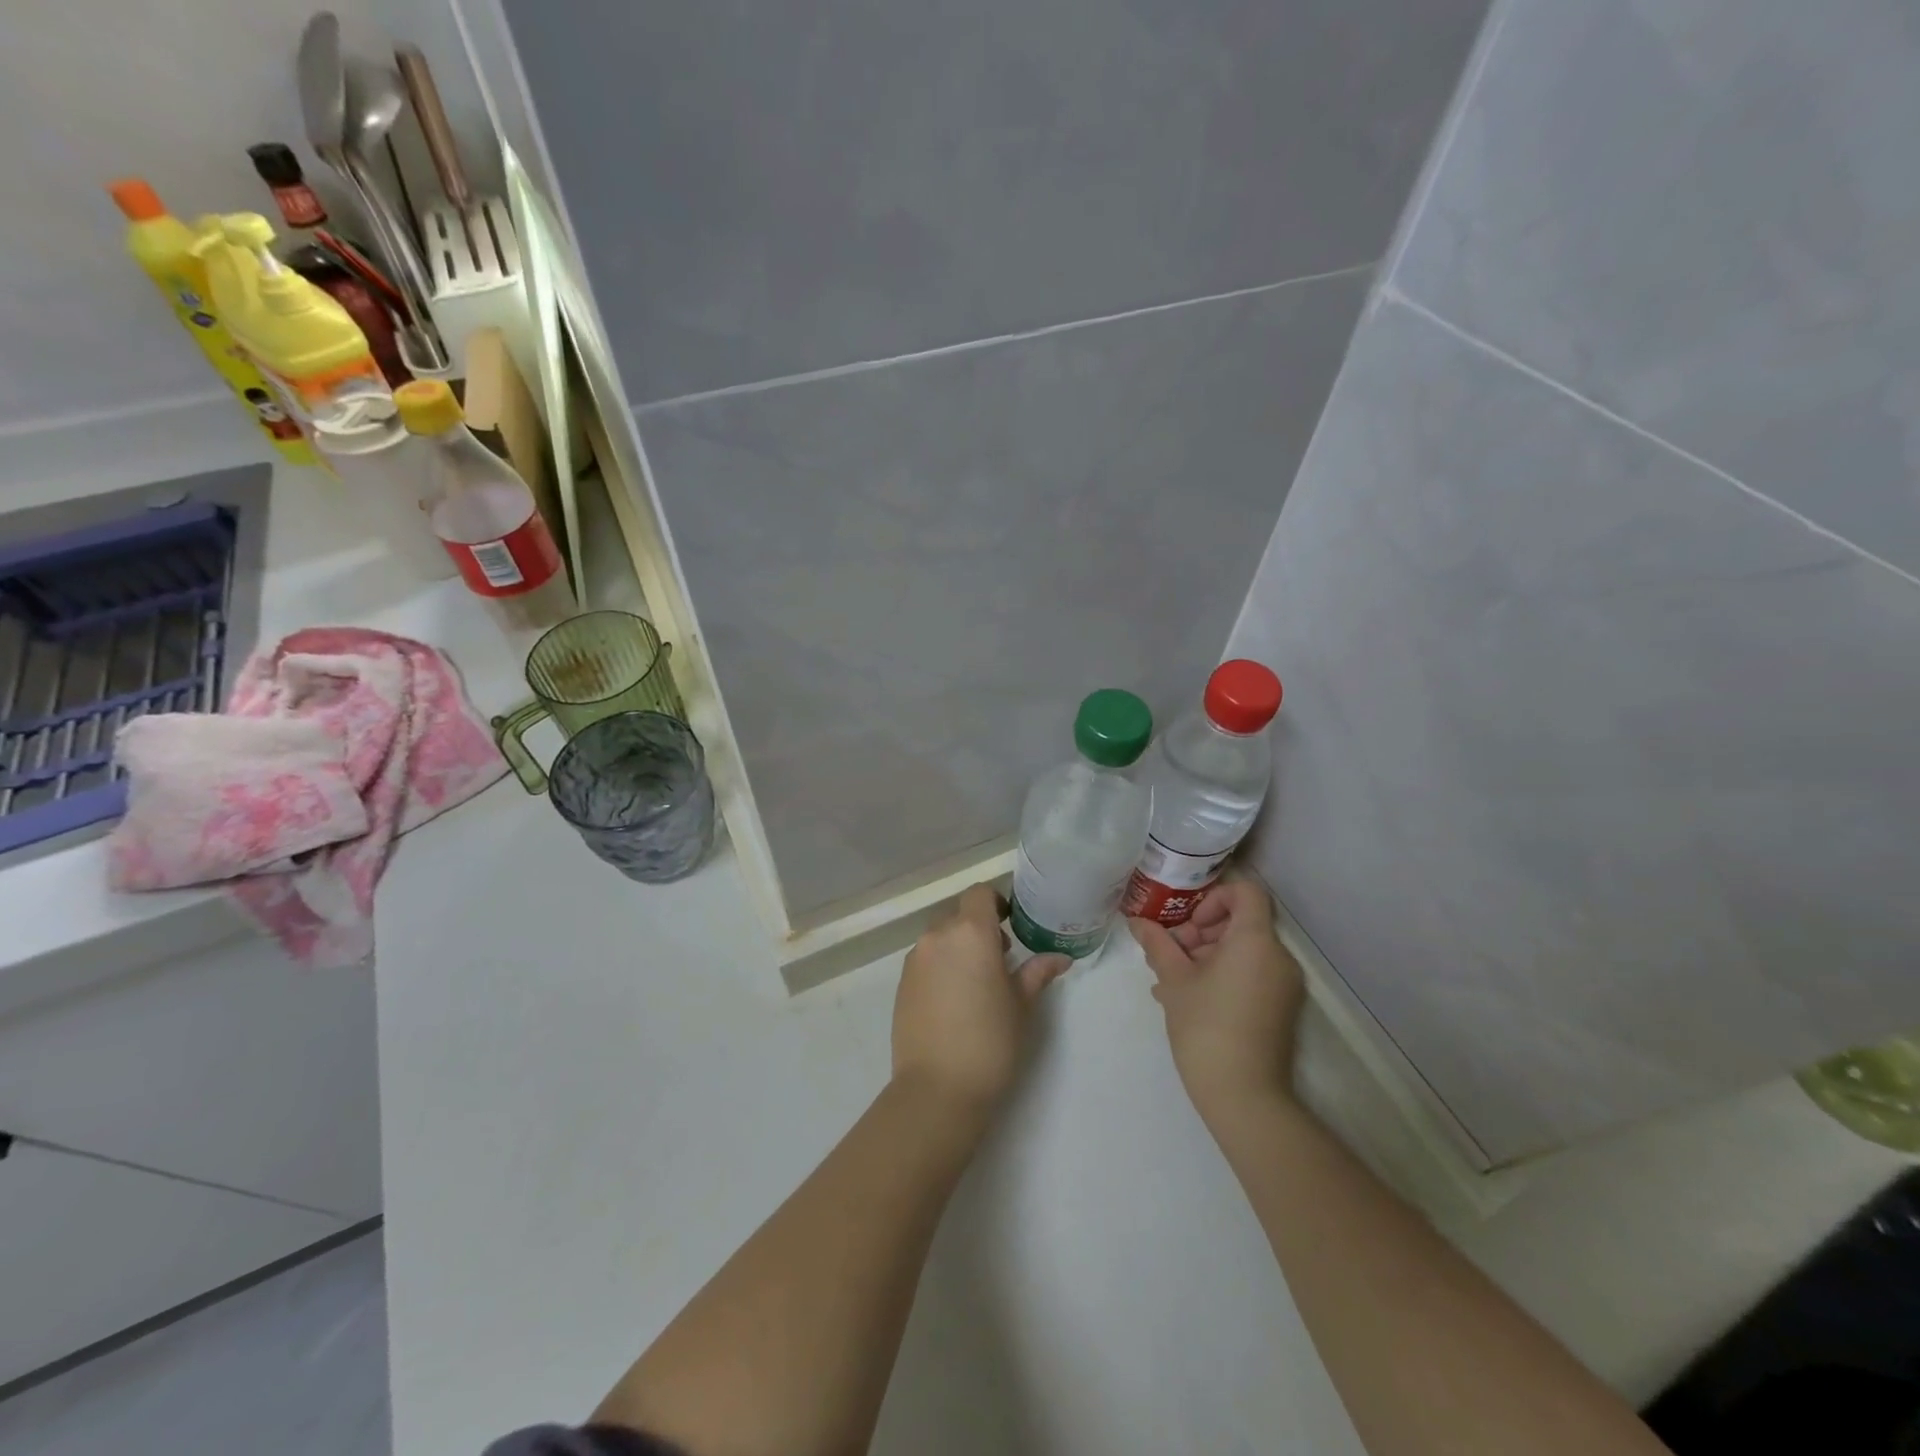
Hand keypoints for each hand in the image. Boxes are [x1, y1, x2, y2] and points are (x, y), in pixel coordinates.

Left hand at [892, 884, 1070, 1110]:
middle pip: (958, 915)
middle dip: (978, 928)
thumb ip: (1036, 972)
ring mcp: (915, 960)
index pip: (980, 894)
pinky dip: (940, 967)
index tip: (1009, 927)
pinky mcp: (901, 983)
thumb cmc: (990, 1041)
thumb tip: (1059, 958)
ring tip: (975, 984)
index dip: (996, 903)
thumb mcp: (1021, 1005)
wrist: (937, 1088)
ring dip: (958, 948)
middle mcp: (938, 936)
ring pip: (940, 938)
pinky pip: (925, 960)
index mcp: (971, 933)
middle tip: (999, 960)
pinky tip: (953, 1002)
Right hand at [1129, 880, 1305, 1127]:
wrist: (1244, 1096)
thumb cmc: (1205, 1027)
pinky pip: (1251, 974)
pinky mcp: (1281, 1008)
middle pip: (1241, 922)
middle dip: (1201, 931)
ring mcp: (1283, 985)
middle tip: (1170, 954)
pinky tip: (1188, 998)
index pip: (1245, 892)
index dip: (1213, 898)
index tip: (1188, 925)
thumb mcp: (1174, 981)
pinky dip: (1222, 975)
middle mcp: (1278, 956)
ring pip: (1243, 951)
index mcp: (1255, 941)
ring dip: (1206, 955)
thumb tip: (1136, 922)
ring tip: (1171, 980)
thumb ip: (1158, 944)